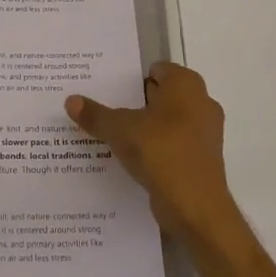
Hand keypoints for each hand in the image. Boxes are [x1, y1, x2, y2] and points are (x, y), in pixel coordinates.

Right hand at [66, 62, 235, 240]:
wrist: (196, 207)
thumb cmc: (161, 151)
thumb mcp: (120, 129)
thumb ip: (96, 114)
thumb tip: (70, 100)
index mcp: (186, 84)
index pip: (155, 70)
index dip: (130, 78)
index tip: (107, 89)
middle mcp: (201, 102)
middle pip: (161, 96)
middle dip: (135, 103)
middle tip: (104, 109)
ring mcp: (205, 133)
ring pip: (167, 122)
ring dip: (145, 129)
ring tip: (113, 136)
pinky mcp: (202, 160)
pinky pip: (174, 146)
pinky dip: (156, 150)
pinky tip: (131, 160)